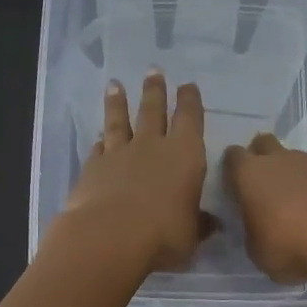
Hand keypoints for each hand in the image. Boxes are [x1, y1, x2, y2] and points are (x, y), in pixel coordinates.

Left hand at [57, 71, 211, 274]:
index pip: (190, 119)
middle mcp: (152, 146)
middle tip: (153, 70)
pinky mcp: (93, 167)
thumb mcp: (191, 235)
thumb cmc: (163, 235)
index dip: (190, 101)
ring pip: (120, 121)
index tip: (188, 86)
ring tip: (116, 85)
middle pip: (153, 110)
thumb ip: (200, 224)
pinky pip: (98, 148)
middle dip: (155, 90)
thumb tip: (213, 224)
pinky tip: (98, 137)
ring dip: (118, 102)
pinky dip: (100, 141)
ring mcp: (119, 154)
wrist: (109, 236)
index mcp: (185, 155)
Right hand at [223, 133, 306, 282]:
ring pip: (292, 159)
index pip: (232, 157)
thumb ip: (252, 232)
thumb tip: (256, 227)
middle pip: (263, 144)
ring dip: (289, 174)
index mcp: (249, 174)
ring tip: (292, 203)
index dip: (231, 169)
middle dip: (260, 158)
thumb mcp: (256, 250)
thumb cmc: (288, 244)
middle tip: (261, 186)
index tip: (233, 186)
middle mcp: (278, 160)